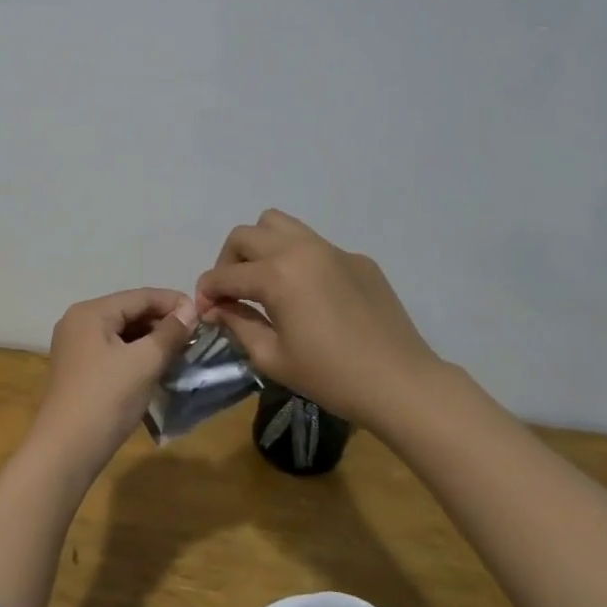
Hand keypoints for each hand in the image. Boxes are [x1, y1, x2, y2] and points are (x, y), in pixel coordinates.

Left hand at [29, 288, 197, 480]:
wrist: (67, 450)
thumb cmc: (107, 398)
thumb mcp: (144, 362)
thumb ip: (170, 332)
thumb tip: (189, 309)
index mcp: (91, 312)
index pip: (140, 296)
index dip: (173, 302)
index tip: (203, 313)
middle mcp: (79, 322)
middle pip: (129, 311)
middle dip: (162, 321)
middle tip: (195, 336)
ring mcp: (76, 347)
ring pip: (122, 333)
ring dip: (151, 339)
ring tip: (181, 351)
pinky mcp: (79, 369)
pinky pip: (114, 350)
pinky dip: (137, 354)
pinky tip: (157, 366)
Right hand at [195, 210, 446, 432]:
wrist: (400, 382)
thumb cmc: (331, 377)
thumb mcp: (273, 358)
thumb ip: (238, 324)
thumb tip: (217, 309)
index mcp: (277, 275)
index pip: (224, 274)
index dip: (206, 293)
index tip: (205, 313)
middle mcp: (300, 249)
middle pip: (245, 235)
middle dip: (228, 262)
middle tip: (232, 294)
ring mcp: (332, 249)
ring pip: (279, 224)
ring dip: (260, 247)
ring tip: (265, 281)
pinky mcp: (356, 258)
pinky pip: (314, 245)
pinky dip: (298, 260)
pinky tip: (309, 296)